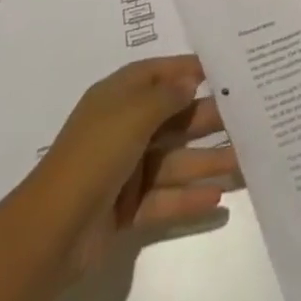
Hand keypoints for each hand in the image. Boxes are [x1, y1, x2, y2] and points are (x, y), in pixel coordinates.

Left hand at [27, 56, 238, 277]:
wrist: (53, 230)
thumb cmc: (95, 154)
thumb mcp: (133, 113)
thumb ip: (167, 96)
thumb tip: (190, 79)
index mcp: (118, 96)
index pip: (157, 73)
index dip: (186, 70)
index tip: (222, 70)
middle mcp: (124, 127)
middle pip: (172, 118)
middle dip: (207, 119)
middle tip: (247, 117)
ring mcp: (126, 169)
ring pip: (174, 160)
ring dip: (207, 161)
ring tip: (244, 162)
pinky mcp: (128, 207)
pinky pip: (165, 197)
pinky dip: (189, 197)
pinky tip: (218, 198)